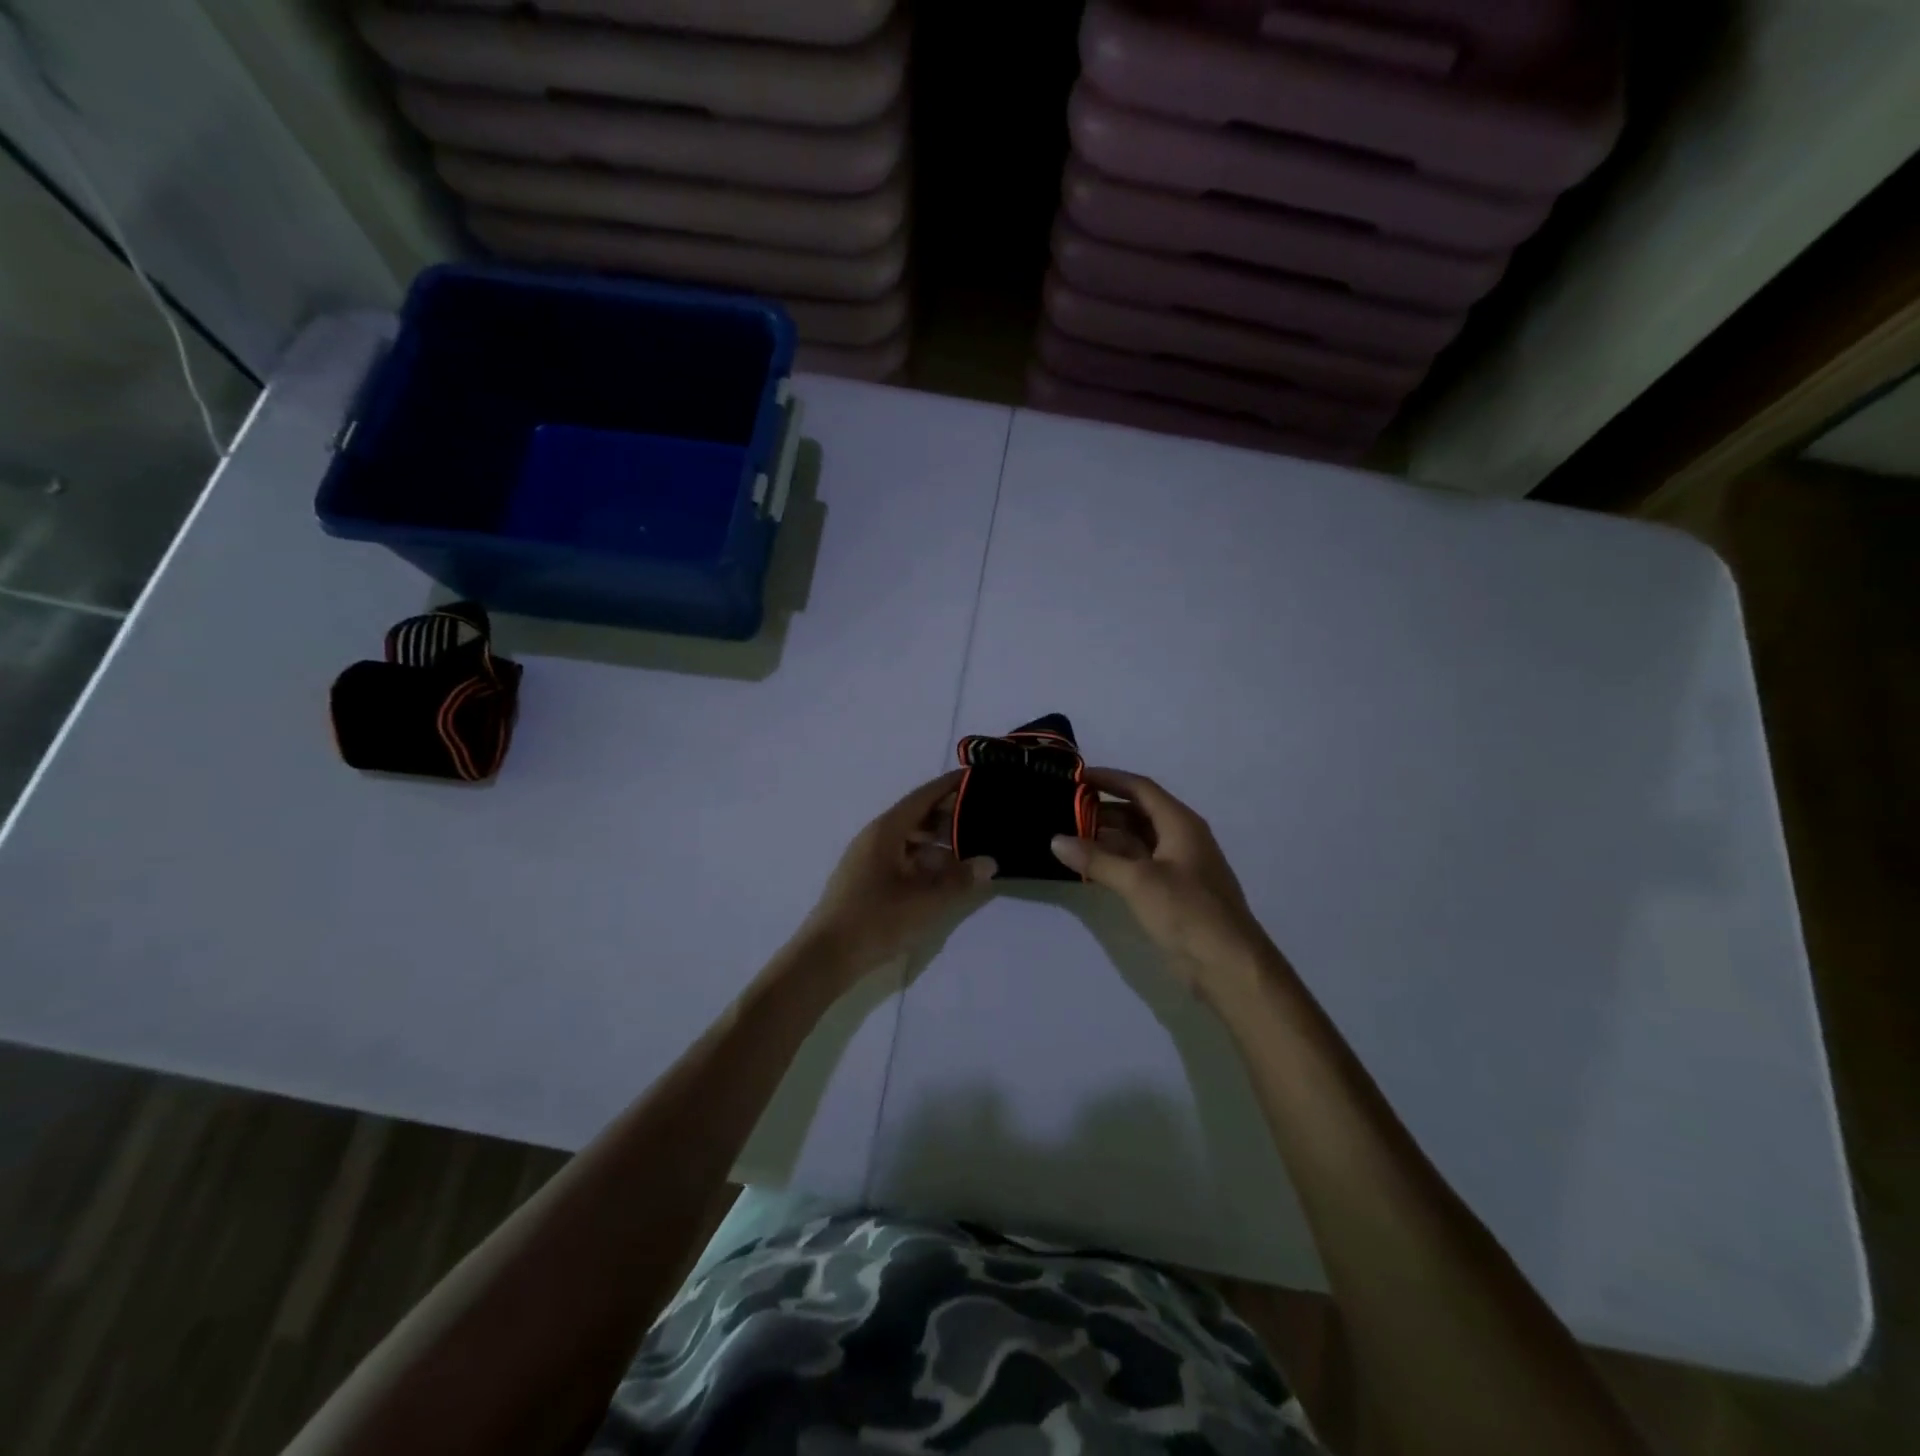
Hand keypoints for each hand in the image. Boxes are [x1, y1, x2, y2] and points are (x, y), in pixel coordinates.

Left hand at [797, 770, 995, 982]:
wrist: (826, 956)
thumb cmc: (876, 920)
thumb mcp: (926, 901)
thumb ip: (960, 880)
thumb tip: (989, 862)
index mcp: (886, 831)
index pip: (923, 796)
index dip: (949, 785)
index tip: (975, 776)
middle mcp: (875, 838)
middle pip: (917, 816)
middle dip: (948, 815)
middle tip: (982, 816)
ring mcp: (868, 859)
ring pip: (910, 840)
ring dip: (938, 842)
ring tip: (970, 849)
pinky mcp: (866, 880)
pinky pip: (901, 859)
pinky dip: (924, 861)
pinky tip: (944, 876)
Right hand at [1051, 769, 1274, 1001]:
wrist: (1229, 966)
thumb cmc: (1188, 912)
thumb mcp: (1138, 881)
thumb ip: (1096, 859)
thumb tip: (1056, 840)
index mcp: (1180, 824)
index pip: (1140, 788)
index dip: (1109, 779)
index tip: (1076, 776)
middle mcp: (1180, 838)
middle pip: (1137, 813)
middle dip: (1102, 810)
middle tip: (1064, 811)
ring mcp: (1178, 867)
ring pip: (1137, 841)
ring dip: (1106, 838)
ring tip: (1069, 838)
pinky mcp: (1173, 892)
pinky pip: (1138, 865)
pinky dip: (1115, 862)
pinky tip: (1091, 868)